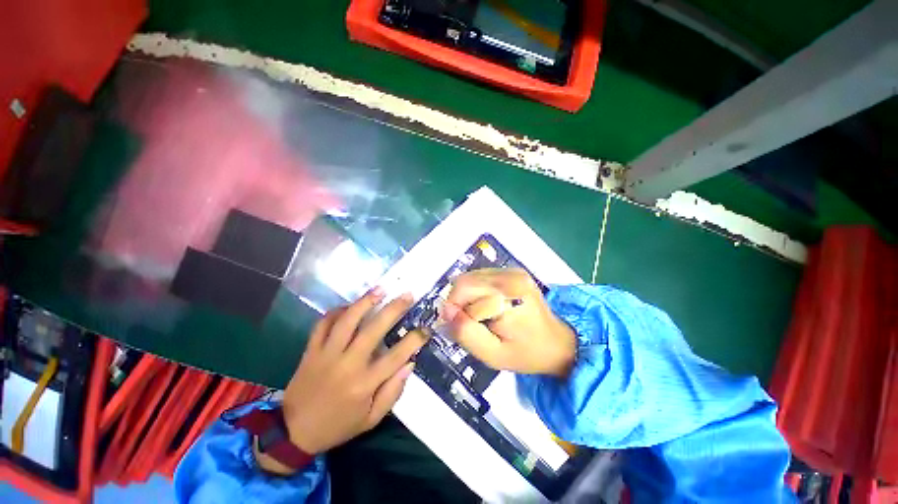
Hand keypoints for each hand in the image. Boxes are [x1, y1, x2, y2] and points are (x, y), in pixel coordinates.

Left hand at [280, 288, 427, 454]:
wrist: (293, 433)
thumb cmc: (338, 425)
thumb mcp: (371, 419)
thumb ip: (393, 392)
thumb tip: (410, 363)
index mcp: (365, 384)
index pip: (397, 356)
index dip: (415, 340)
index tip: (426, 329)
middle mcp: (348, 364)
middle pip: (374, 329)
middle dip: (394, 309)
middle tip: (407, 295)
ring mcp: (327, 354)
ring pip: (347, 320)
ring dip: (365, 302)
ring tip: (380, 289)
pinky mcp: (311, 350)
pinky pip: (323, 324)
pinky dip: (336, 311)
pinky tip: (349, 306)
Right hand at [441, 268, 575, 377]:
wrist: (557, 343)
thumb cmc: (526, 353)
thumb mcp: (492, 355)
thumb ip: (466, 333)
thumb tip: (446, 312)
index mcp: (509, 296)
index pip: (463, 291)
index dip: (455, 311)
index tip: (461, 328)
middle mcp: (511, 276)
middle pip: (465, 281)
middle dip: (459, 303)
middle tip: (471, 323)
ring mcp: (513, 271)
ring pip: (470, 277)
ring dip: (467, 297)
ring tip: (481, 316)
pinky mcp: (512, 271)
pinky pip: (480, 277)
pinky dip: (476, 291)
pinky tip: (488, 306)